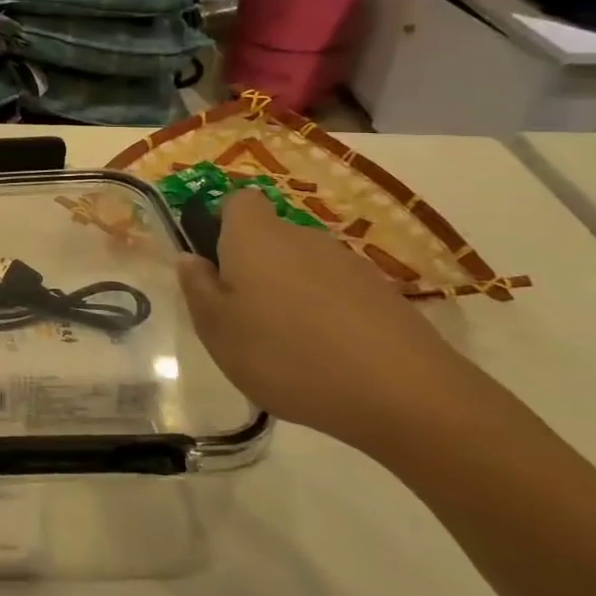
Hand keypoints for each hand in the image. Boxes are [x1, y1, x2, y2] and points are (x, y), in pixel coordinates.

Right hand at [176, 189, 487, 453]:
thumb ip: (196, 288)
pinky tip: (328, 358)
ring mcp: (350, 265)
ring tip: (287, 345)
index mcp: (254, 237)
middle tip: (243, 316)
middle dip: (254, 267)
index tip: (215, 263)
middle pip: (270, 238)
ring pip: (304, 267)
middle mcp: (302, 237)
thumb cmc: (285, 354)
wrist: (404, 394)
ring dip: (290, 293)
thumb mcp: (216, 328)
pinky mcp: (385, 296)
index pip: (238, 202)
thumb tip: (191, 259)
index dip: (222, 224)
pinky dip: (327, 315)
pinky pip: (338, 294)